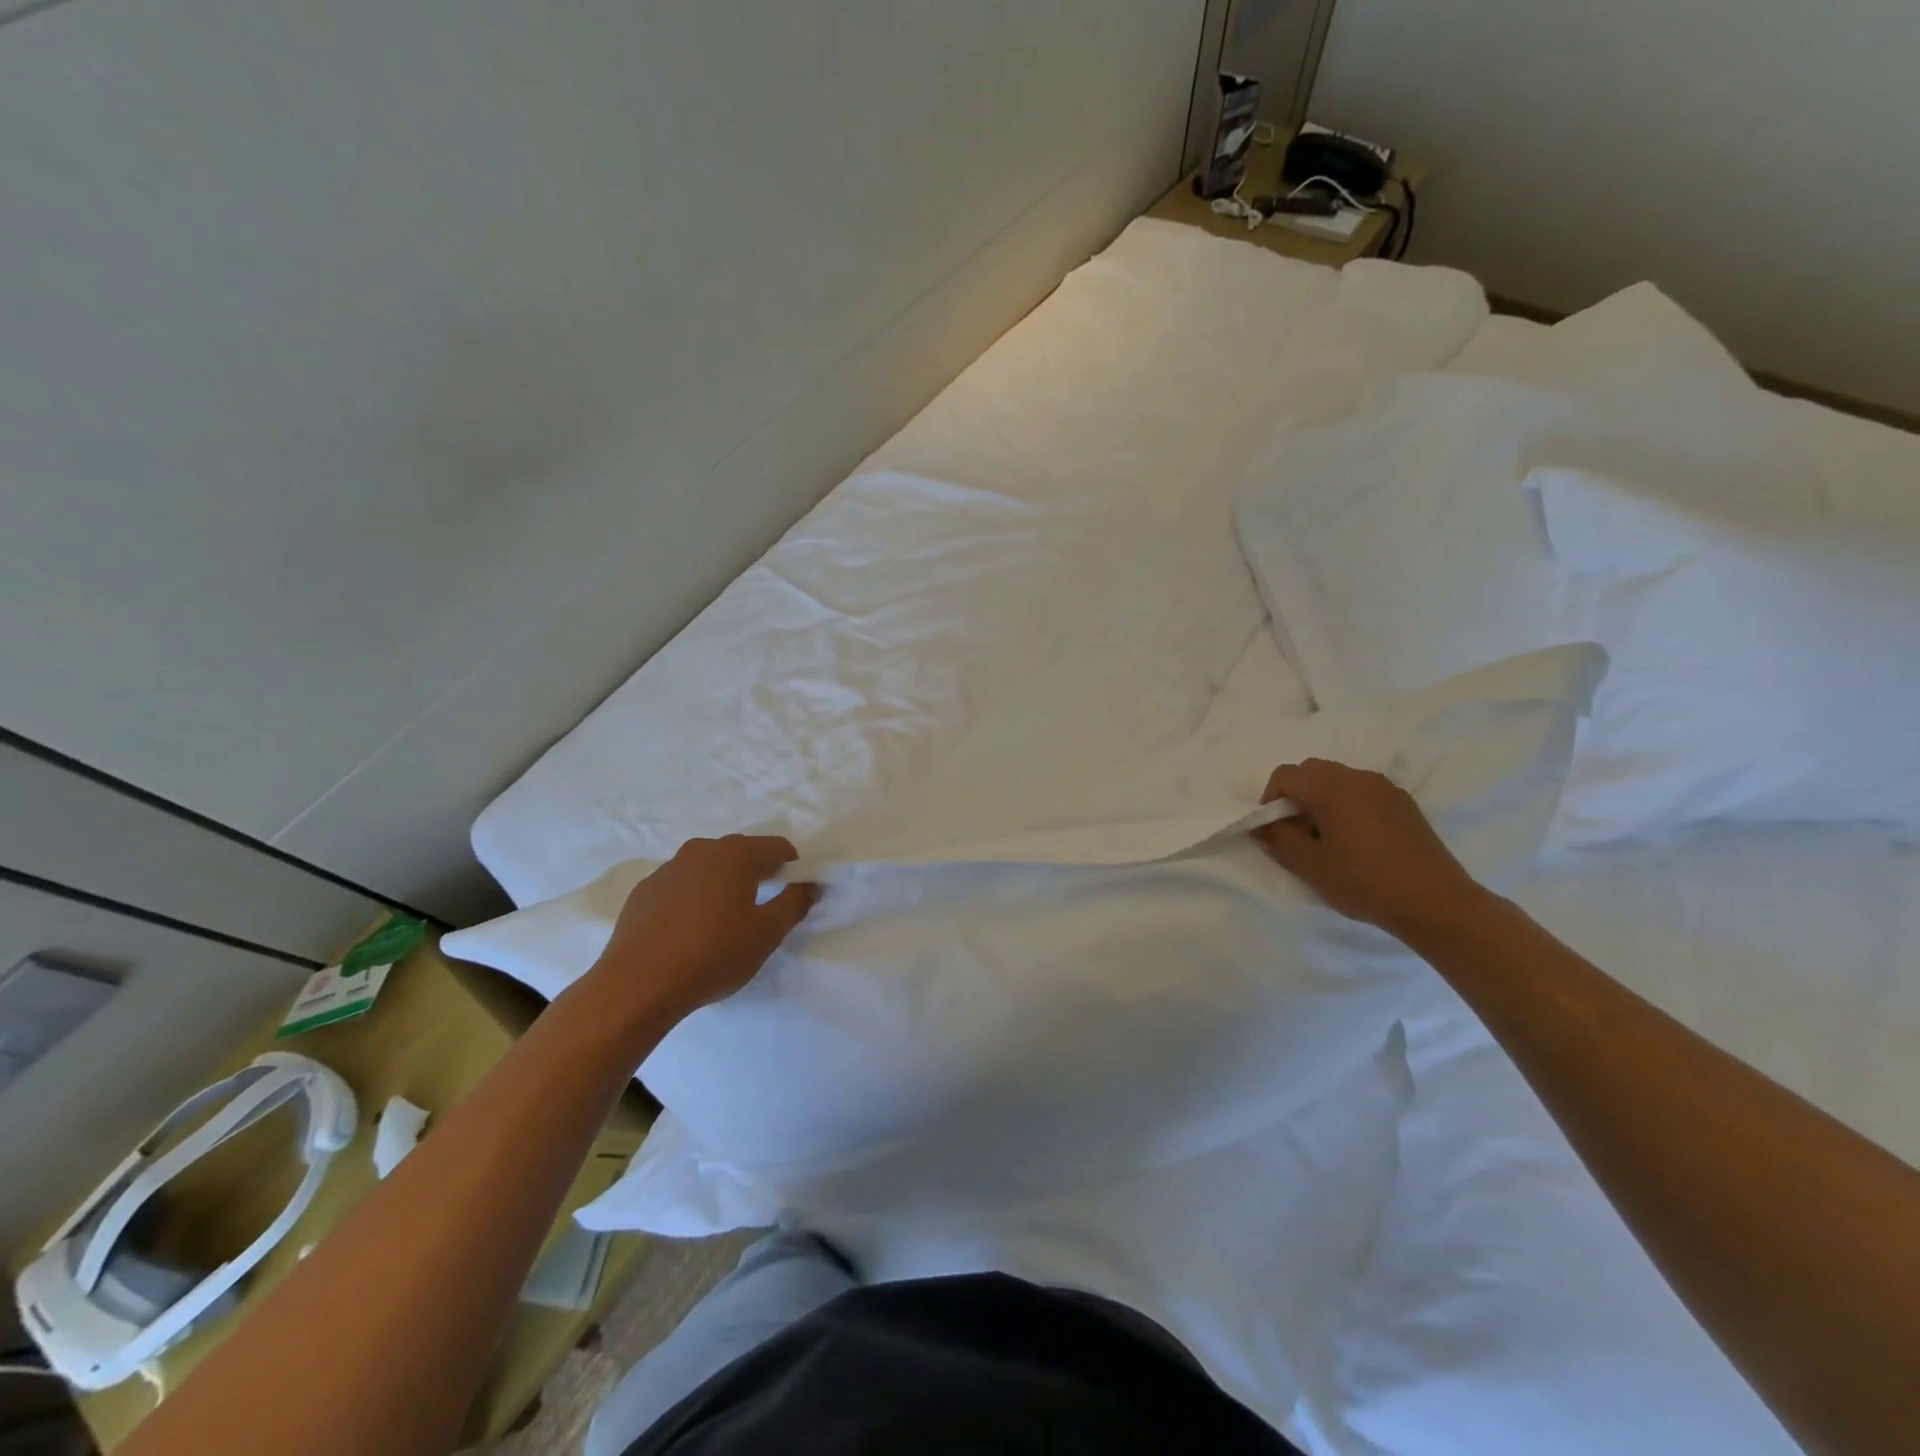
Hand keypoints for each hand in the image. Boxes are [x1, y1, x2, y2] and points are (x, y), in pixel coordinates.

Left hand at [589, 835, 818, 1021]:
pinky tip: (690, 931)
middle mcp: (702, 850)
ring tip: (724, 922)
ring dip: (723, 884)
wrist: (637, 984)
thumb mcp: (766, 934)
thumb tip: (811, 885)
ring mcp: (668, 868)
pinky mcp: (644, 890)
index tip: (793, 896)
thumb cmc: (713, 954)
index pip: (778, 847)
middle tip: (761, 910)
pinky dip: (693, 898)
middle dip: (757, 874)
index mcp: (736, 854)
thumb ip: (794, 904)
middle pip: (742, 853)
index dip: (792, 869)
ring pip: (709, 868)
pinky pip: (681, 885)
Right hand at [1251, 759, 1488, 937]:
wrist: (1436, 902)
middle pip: (1312, 771)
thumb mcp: (1309, 865)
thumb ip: (1277, 838)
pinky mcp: (1404, 803)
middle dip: (1295, 795)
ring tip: (1327, 838)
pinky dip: (1348, 805)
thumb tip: (1260, 824)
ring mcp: (1385, 788)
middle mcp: (1357, 777)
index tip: (1273, 829)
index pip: (1285, 775)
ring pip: (1339, 779)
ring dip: (1322, 799)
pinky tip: (1357, 840)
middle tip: (1297, 832)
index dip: (1269, 799)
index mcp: (1330, 787)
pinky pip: (1363, 792)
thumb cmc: (1364, 882)